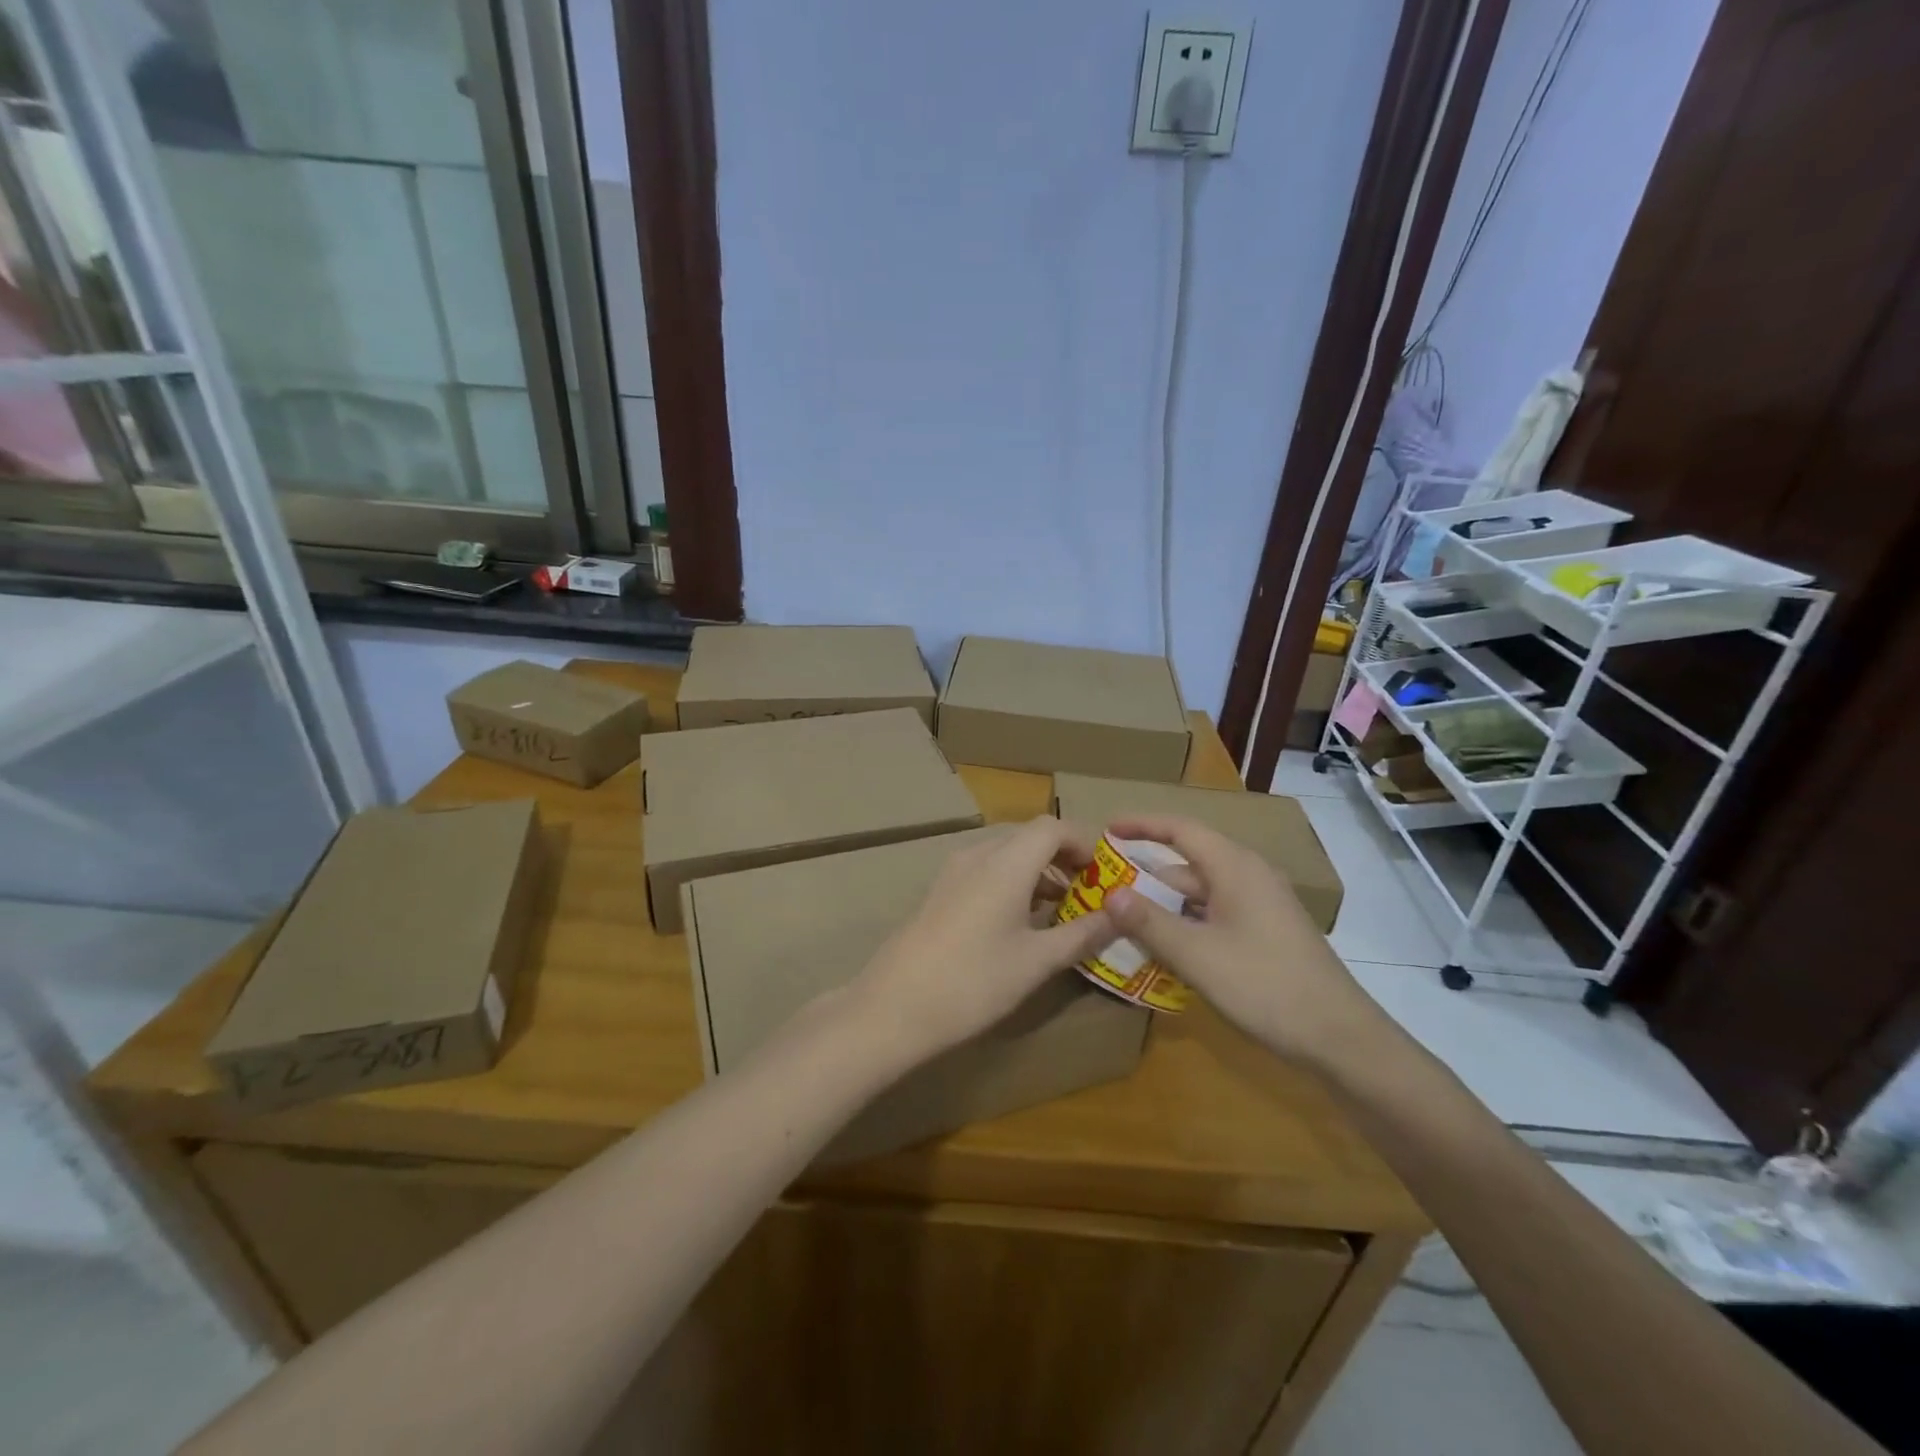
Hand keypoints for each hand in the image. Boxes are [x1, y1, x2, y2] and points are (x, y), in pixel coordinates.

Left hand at [850, 818, 1116, 1065]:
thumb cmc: (974, 981)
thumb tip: (1120, 916)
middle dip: (1062, 858)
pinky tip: (1019, 921)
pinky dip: (1012, 882)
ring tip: (1059, 910)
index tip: (1104, 875)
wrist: (895, 1006)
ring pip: (1005, 853)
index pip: (1053, 827)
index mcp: (1006, 862)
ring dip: (1036, 871)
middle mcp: (978, 854)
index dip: (1083, 844)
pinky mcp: (940, 891)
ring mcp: (953, 871)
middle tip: (1088, 893)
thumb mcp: (1037, 961)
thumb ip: (1081, 934)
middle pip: (1029, 836)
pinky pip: (985, 870)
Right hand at [1101, 815, 1388, 1066]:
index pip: (1181, 829)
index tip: (1107, 828)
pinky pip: (1216, 913)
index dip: (1142, 824)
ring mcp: (1263, 905)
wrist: (1340, 1037)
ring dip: (1166, 902)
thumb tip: (1110, 893)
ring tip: (1127, 918)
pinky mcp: (1268, 931)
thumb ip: (1149, 922)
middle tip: (1107, 885)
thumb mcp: (1196, 955)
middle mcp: (1250, 876)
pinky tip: (1167, 947)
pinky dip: (1187, 921)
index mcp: (1235, 867)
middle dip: (1148, 871)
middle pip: (1189, 862)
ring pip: (1202, 892)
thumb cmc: (1264, 985)